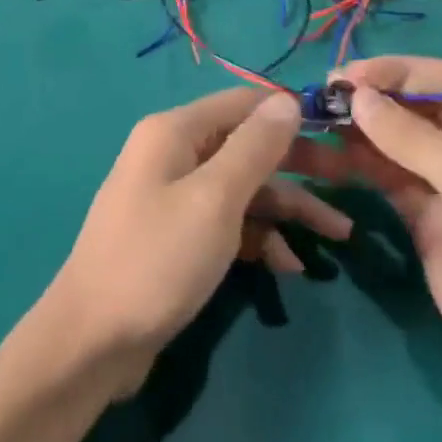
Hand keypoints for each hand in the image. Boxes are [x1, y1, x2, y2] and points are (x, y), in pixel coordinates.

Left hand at [44, 88, 353, 386]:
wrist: (92, 342)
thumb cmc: (157, 260)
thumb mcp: (215, 199)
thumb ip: (255, 147)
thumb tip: (288, 100)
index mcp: (174, 132)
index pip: (244, 104)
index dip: (291, 114)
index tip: (340, 133)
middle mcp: (172, 155)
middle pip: (247, 147)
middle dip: (298, 167)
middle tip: (349, 185)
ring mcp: (173, 197)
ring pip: (243, 189)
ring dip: (287, 211)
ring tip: (336, 237)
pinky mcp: (177, 237)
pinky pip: (227, 223)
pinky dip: (258, 238)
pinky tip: (287, 266)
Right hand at [300, 57, 441, 403]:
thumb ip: (413, 136)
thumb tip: (357, 96)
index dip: (400, 72)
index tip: (349, 74)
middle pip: (424, 110)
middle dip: (377, 100)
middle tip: (324, 94)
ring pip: (402, 146)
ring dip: (363, 132)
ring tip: (318, 121)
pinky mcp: (432, 221)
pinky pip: (393, 181)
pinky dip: (363, 166)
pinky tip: (330, 155)